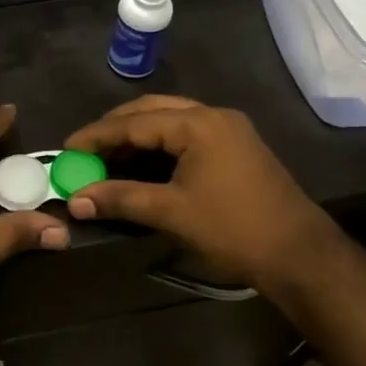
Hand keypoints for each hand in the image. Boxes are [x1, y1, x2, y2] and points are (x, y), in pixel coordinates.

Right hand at [63, 96, 339, 296]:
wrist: (299, 254)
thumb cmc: (233, 229)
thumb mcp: (172, 212)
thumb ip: (121, 199)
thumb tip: (75, 200)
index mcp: (199, 124)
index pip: (135, 122)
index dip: (97, 135)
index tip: (66, 148)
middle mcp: (214, 116)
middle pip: (152, 110)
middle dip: (116, 127)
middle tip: (86, 149)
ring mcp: (228, 130)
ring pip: (171, 120)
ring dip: (138, 135)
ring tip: (107, 156)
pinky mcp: (236, 147)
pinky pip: (187, 134)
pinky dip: (159, 145)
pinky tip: (141, 163)